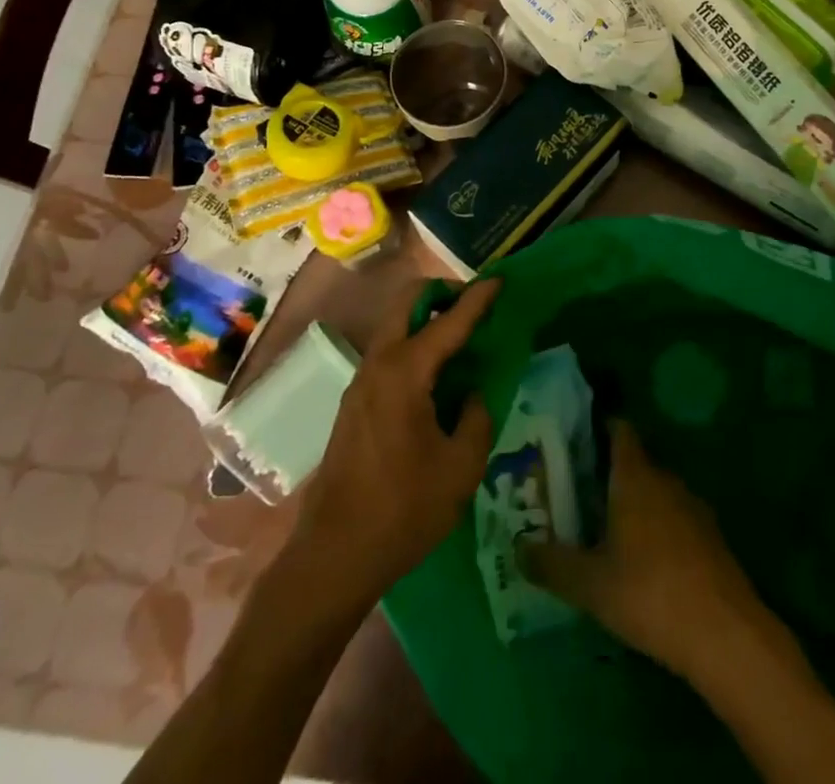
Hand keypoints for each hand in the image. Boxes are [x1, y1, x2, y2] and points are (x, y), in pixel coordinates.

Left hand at [290, 278, 497, 609]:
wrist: (335, 554)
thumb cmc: (404, 509)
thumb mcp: (460, 467)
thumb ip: (476, 419)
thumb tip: (471, 394)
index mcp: (405, 373)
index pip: (448, 321)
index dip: (477, 298)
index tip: (499, 280)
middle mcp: (378, 364)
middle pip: (407, 303)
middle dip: (441, 293)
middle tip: (472, 306)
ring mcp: (360, 382)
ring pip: (394, 326)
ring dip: (424, 318)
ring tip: (459, 340)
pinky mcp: (353, 403)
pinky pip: (387, 352)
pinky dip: (413, 343)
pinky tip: (434, 376)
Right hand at [520, 419, 765, 678]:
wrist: (726, 633)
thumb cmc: (650, 593)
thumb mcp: (590, 585)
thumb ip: (551, 564)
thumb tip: (518, 548)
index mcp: (635, 476)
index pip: (619, 430)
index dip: (598, 428)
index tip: (575, 442)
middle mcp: (665, 479)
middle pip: (634, 462)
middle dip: (607, 474)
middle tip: (578, 496)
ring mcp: (693, 507)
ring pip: (655, 492)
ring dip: (633, 504)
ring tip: (606, 531)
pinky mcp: (711, 537)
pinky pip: (674, 518)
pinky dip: (656, 528)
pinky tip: (644, 563)